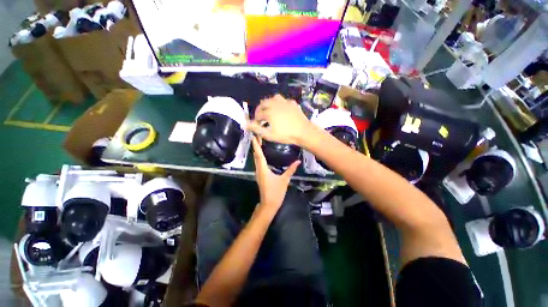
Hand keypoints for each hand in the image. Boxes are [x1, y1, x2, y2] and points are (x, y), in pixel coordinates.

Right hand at [248, 95, 311, 145]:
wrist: (303, 132)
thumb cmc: (285, 135)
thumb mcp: (269, 134)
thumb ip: (256, 129)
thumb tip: (246, 124)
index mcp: (269, 111)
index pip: (258, 113)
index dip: (256, 119)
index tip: (257, 124)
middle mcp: (275, 104)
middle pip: (264, 103)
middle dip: (260, 109)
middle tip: (261, 117)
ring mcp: (285, 102)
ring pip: (274, 98)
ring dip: (270, 104)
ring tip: (270, 111)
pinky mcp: (293, 103)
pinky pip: (284, 101)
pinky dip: (280, 104)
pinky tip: (282, 110)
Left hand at [251, 136, 299, 212]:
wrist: (269, 204)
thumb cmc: (276, 192)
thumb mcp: (284, 180)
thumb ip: (291, 170)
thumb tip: (298, 161)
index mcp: (263, 169)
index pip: (259, 155)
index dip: (256, 145)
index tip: (254, 137)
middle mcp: (259, 170)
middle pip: (256, 156)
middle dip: (256, 146)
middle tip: (258, 136)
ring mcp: (258, 173)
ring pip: (256, 160)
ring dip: (257, 151)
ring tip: (259, 143)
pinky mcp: (260, 176)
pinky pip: (258, 164)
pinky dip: (259, 157)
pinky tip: (262, 155)